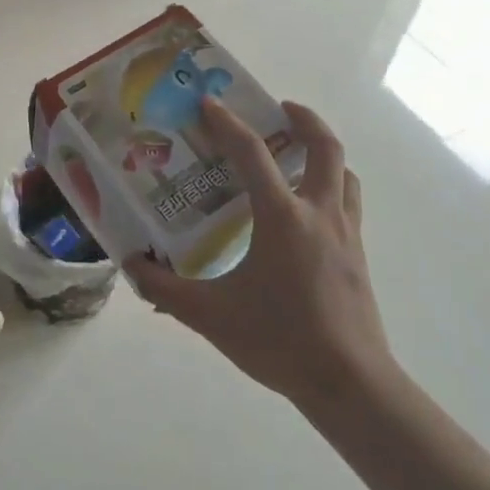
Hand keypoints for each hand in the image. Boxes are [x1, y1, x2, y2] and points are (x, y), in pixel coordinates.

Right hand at [125, 98, 397, 422]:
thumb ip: (165, 290)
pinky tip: (307, 209)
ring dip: (323, 151)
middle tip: (278, 109)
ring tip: (295, 152)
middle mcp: (318, 213)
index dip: (227, 123)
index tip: (209, 103)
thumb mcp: (210, 316)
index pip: (252, 153)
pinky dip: (331, 185)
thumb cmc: (280, 341)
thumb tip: (131, 264)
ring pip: (343, 173)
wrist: (351, 386)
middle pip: (324, 147)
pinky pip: (348, 202)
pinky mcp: (358, 255)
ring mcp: (345, 233)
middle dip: (303, 119)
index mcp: (282, 217)